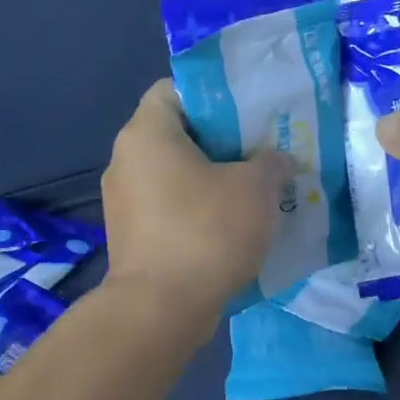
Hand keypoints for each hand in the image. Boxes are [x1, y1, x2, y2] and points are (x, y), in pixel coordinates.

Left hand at [101, 80, 291, 317]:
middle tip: (261, 150)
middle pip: (177, 134)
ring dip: (211, 179)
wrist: (159, 310)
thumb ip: (271, 163)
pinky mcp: (131, 237)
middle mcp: (125, 160)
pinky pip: (168, 208)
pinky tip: (231, 226)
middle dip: (221, 141)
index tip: (247, 112)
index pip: (174, 89)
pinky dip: (196, 210)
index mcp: (146, 133)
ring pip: (174, 174)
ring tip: (254, 190)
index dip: (213, 94)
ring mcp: (123, 201)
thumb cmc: (206, 232)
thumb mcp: (255, 188)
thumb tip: (275, 161)